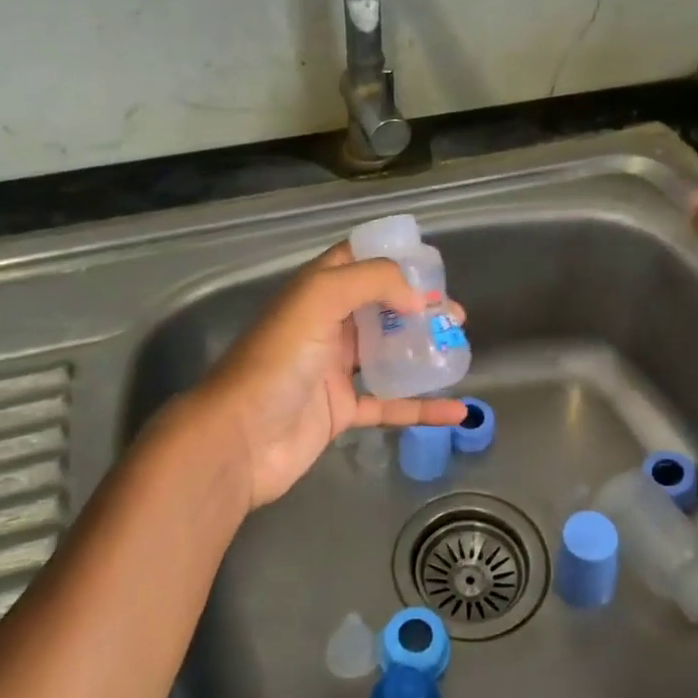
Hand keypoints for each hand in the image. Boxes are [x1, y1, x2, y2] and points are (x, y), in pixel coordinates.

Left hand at [173, 244, 467, 510]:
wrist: (239, 439)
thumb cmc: (277, 361)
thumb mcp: (319, 299)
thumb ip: (371, 282)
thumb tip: (417, 299)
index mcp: (316, 292)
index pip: (355, 260)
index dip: (391, 257)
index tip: (431, 266)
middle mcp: (326, 325)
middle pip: (379, 307)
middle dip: (418, 306)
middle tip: (453, 315)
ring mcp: (334, 370)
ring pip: (387, 353)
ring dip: (421, 349)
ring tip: (457, 347)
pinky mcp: (341, 411)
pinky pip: (390, 405)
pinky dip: (422, 407)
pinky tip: (457, 411)